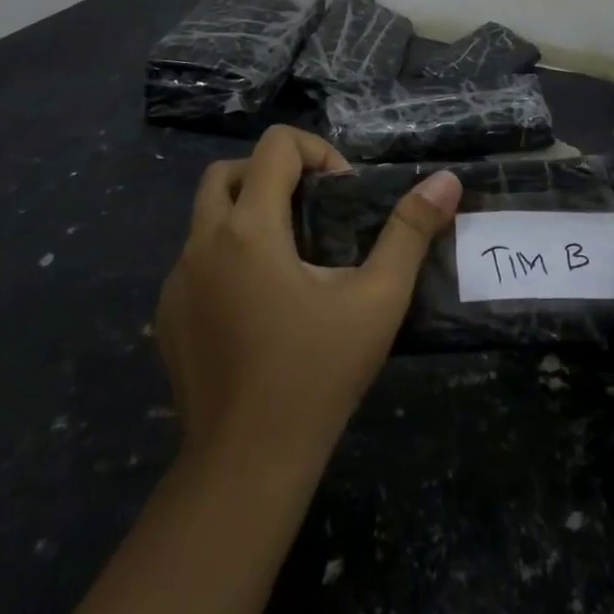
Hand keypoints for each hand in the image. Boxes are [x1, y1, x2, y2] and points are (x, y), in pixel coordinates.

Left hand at [155, 126, 461, 470]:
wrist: (244, 467)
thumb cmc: (316, 374)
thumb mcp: (377, 299)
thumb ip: (410, 232)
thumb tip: (446, 180)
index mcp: (248, 228)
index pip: (274, 146)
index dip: (315, 151)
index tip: (342, 194)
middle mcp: (202, 243)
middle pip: (227, 171)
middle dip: (273, 175)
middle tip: (313, 212)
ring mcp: (176, 282)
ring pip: (205, 216)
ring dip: (247, 213)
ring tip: (292, 257)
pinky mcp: (167, 317)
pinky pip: (195, 260)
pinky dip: (226, 256)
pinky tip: (260, 303)